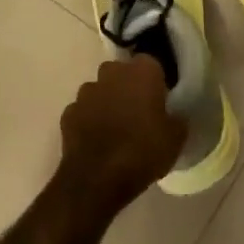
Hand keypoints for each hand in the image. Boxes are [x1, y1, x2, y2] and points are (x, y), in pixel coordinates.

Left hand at [59, 56, 186, 208]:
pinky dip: (88, 120)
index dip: (155, 80)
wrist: (97, 180)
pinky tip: (97, 140)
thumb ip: (176, 118)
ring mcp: (86, 92)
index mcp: (141, 72)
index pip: (151, 63)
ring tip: (116, 127)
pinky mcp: (68, 113)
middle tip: (138, 111)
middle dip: (128, 86)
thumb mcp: (175, 138)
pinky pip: (83, 111)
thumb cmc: (143, 152)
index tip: (159, 98)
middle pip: (121, 72)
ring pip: (99, 90)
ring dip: (107, 102)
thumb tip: (172, 115)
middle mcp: (111, 73)